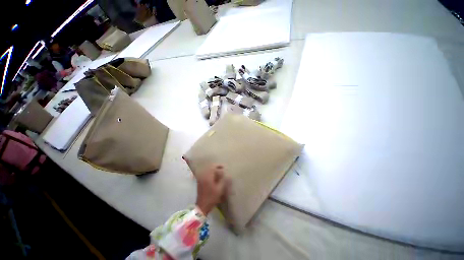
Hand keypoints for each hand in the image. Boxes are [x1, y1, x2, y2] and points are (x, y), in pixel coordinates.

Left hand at [195, 164, 228, 215]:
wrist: (202, 206)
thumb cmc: (211, 197)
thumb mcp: (220, 189)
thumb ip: (224, 181)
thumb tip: (228, 175)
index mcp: (208, 176)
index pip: (213, 166)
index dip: (219, 165)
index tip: (224, 167)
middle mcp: (203, 176)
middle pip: (209, 167)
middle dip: (216, 167)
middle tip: (222, 169)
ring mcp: (201, 179)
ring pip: (207, 170)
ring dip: (213, 170)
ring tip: (219, 173)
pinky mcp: (200, 182)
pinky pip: (205, 174)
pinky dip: (210, 173)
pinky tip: (214, 177)